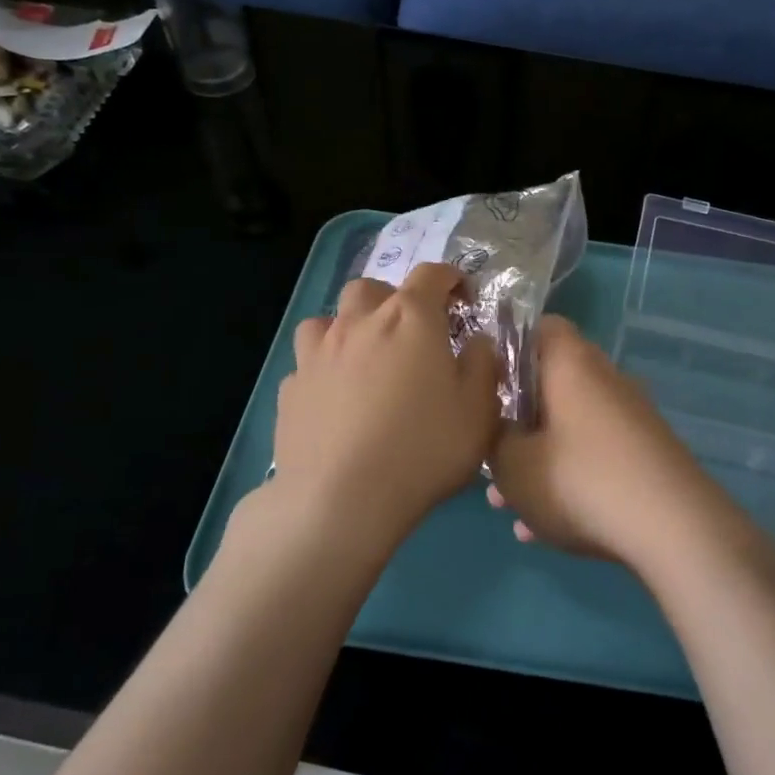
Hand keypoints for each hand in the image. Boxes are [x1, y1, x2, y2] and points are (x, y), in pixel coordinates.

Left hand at [270, 262, 498, 543]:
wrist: (340, 500)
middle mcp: (359, 322)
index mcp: (410, 318)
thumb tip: (476, 340)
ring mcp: (318, 354)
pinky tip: (335, 400)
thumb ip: (482, 364)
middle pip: (371, 288)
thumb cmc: (422, 449)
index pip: (431, 274)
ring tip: (365, 359)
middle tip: (410, 333)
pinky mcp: (291, 388)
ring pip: (329, 319)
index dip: (450, 279)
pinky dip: (325, 369)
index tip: (462, 299)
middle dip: (393, 299)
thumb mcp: (478, 410)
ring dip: (349, 327)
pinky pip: (308, 363)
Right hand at [486, 316, 736, 569]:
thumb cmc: (581, 480)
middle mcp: (605, 379)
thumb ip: (495, 441)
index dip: (508, 347)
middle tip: (490, 452)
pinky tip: (541, 532)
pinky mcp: (648, 454)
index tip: (485, 382)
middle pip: (552, 385)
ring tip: (507, 506)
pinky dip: (568, 484)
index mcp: (571, 363)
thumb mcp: (513, 466)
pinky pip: (595, 459)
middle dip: (517, 420)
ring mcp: (631, 417)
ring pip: (570, 429)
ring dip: (538, 461)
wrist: (674, 528)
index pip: (539, 327)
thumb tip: (501, 430)